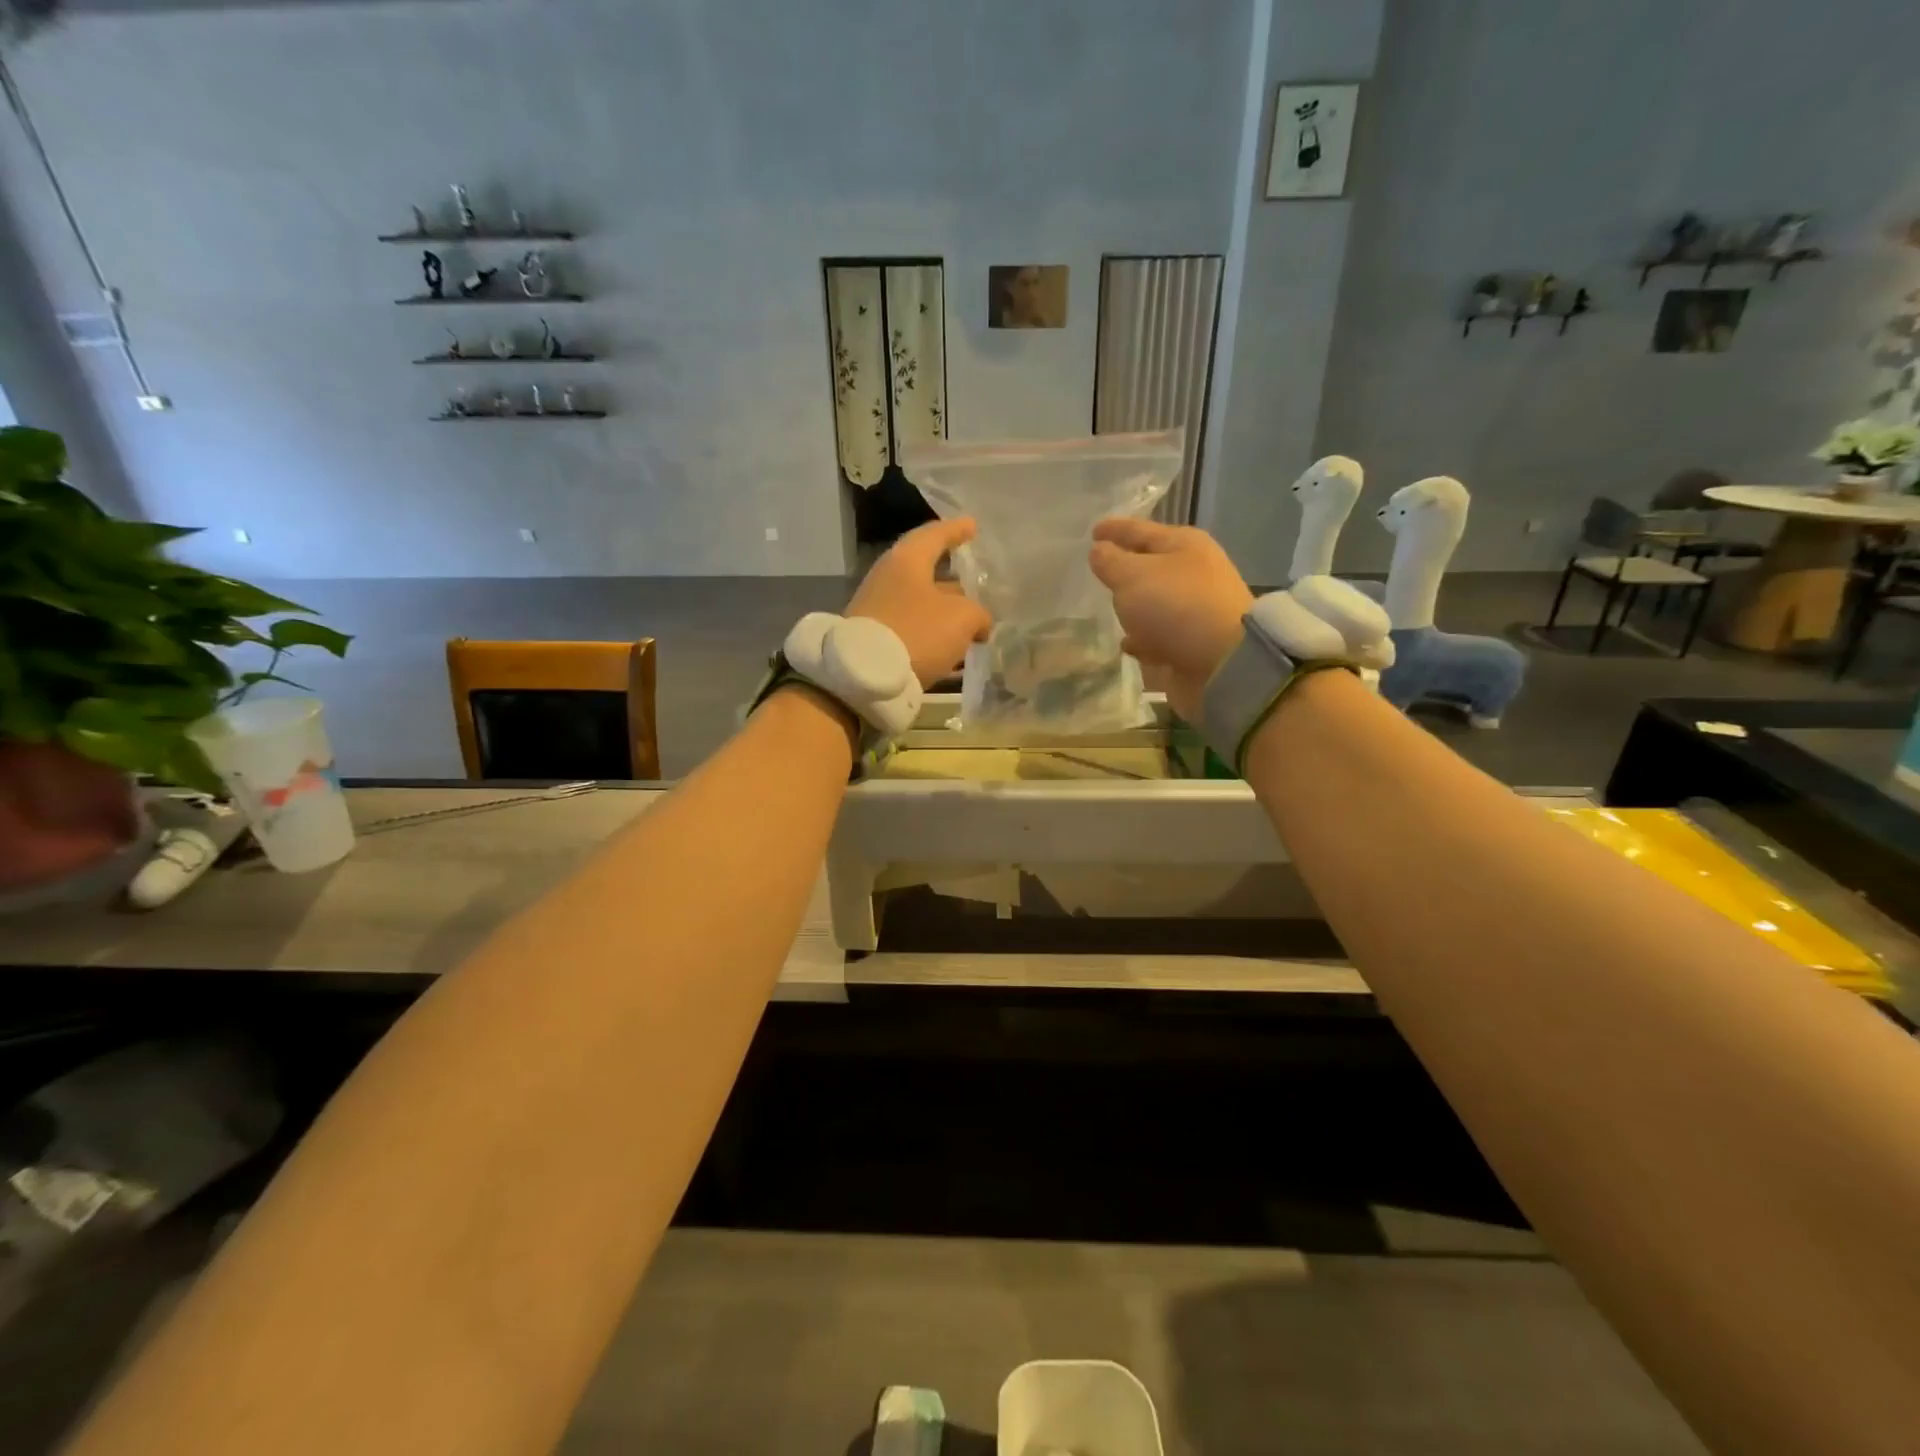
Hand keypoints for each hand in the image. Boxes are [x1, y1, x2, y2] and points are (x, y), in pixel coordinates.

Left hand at [847, 517, 992, 685]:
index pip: (935, 535)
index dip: (957, 530)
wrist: (865, 677)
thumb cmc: (917, 632)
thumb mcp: (962, 618)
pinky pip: (912, 631)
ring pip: (921, 606)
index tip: (973, 525)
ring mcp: (878, 610)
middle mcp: (889, 579)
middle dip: (955, 584)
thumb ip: (978, 614)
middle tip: (979, 589)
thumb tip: (980, 623)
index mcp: (907, 560)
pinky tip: (953, 653)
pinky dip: (933, 636)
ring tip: (973, 628)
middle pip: (928, 574)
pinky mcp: (875, 638)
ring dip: (946, 615)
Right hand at [1088, 519, 1252, 719]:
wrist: (1222, 665)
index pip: (1140, 529)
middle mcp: (1192, 572)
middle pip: (1150, 564)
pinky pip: (1158, 634)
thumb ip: (1110, 561)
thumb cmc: (1176, 607)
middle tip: (1098, 570)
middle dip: (1125, 567)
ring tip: (1108, 608)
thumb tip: (1099, 551)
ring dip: (1134, 605)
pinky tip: (1128, 643)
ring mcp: (1194, 609)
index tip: (1092, 531)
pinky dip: (1143, 637)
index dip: (1115, 529)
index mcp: (1184, 544)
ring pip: (1154, 601)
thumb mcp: (1132, 576)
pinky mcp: (1190, 642)